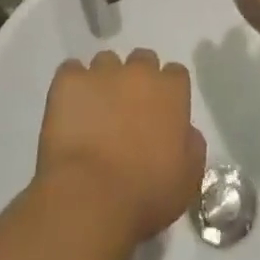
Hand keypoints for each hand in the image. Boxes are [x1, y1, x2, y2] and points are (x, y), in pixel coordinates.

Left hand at [35, 49, 206, 243]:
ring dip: (104, 81)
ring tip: (94, 111)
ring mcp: (101, 73)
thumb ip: (191, 144)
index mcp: (171, 91)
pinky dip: (72, 85)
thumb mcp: (188, 177)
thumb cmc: (146, 194)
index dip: (167, 93)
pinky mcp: (68, 82)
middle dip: (137, 80)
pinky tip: (69, 108)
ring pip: (106, 62)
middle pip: (142, 60)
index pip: (175, 74)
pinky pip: (71, 70)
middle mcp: (139, 72)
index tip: (160, 114)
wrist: (90, 199)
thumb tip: (186, 131)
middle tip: (127, 112)